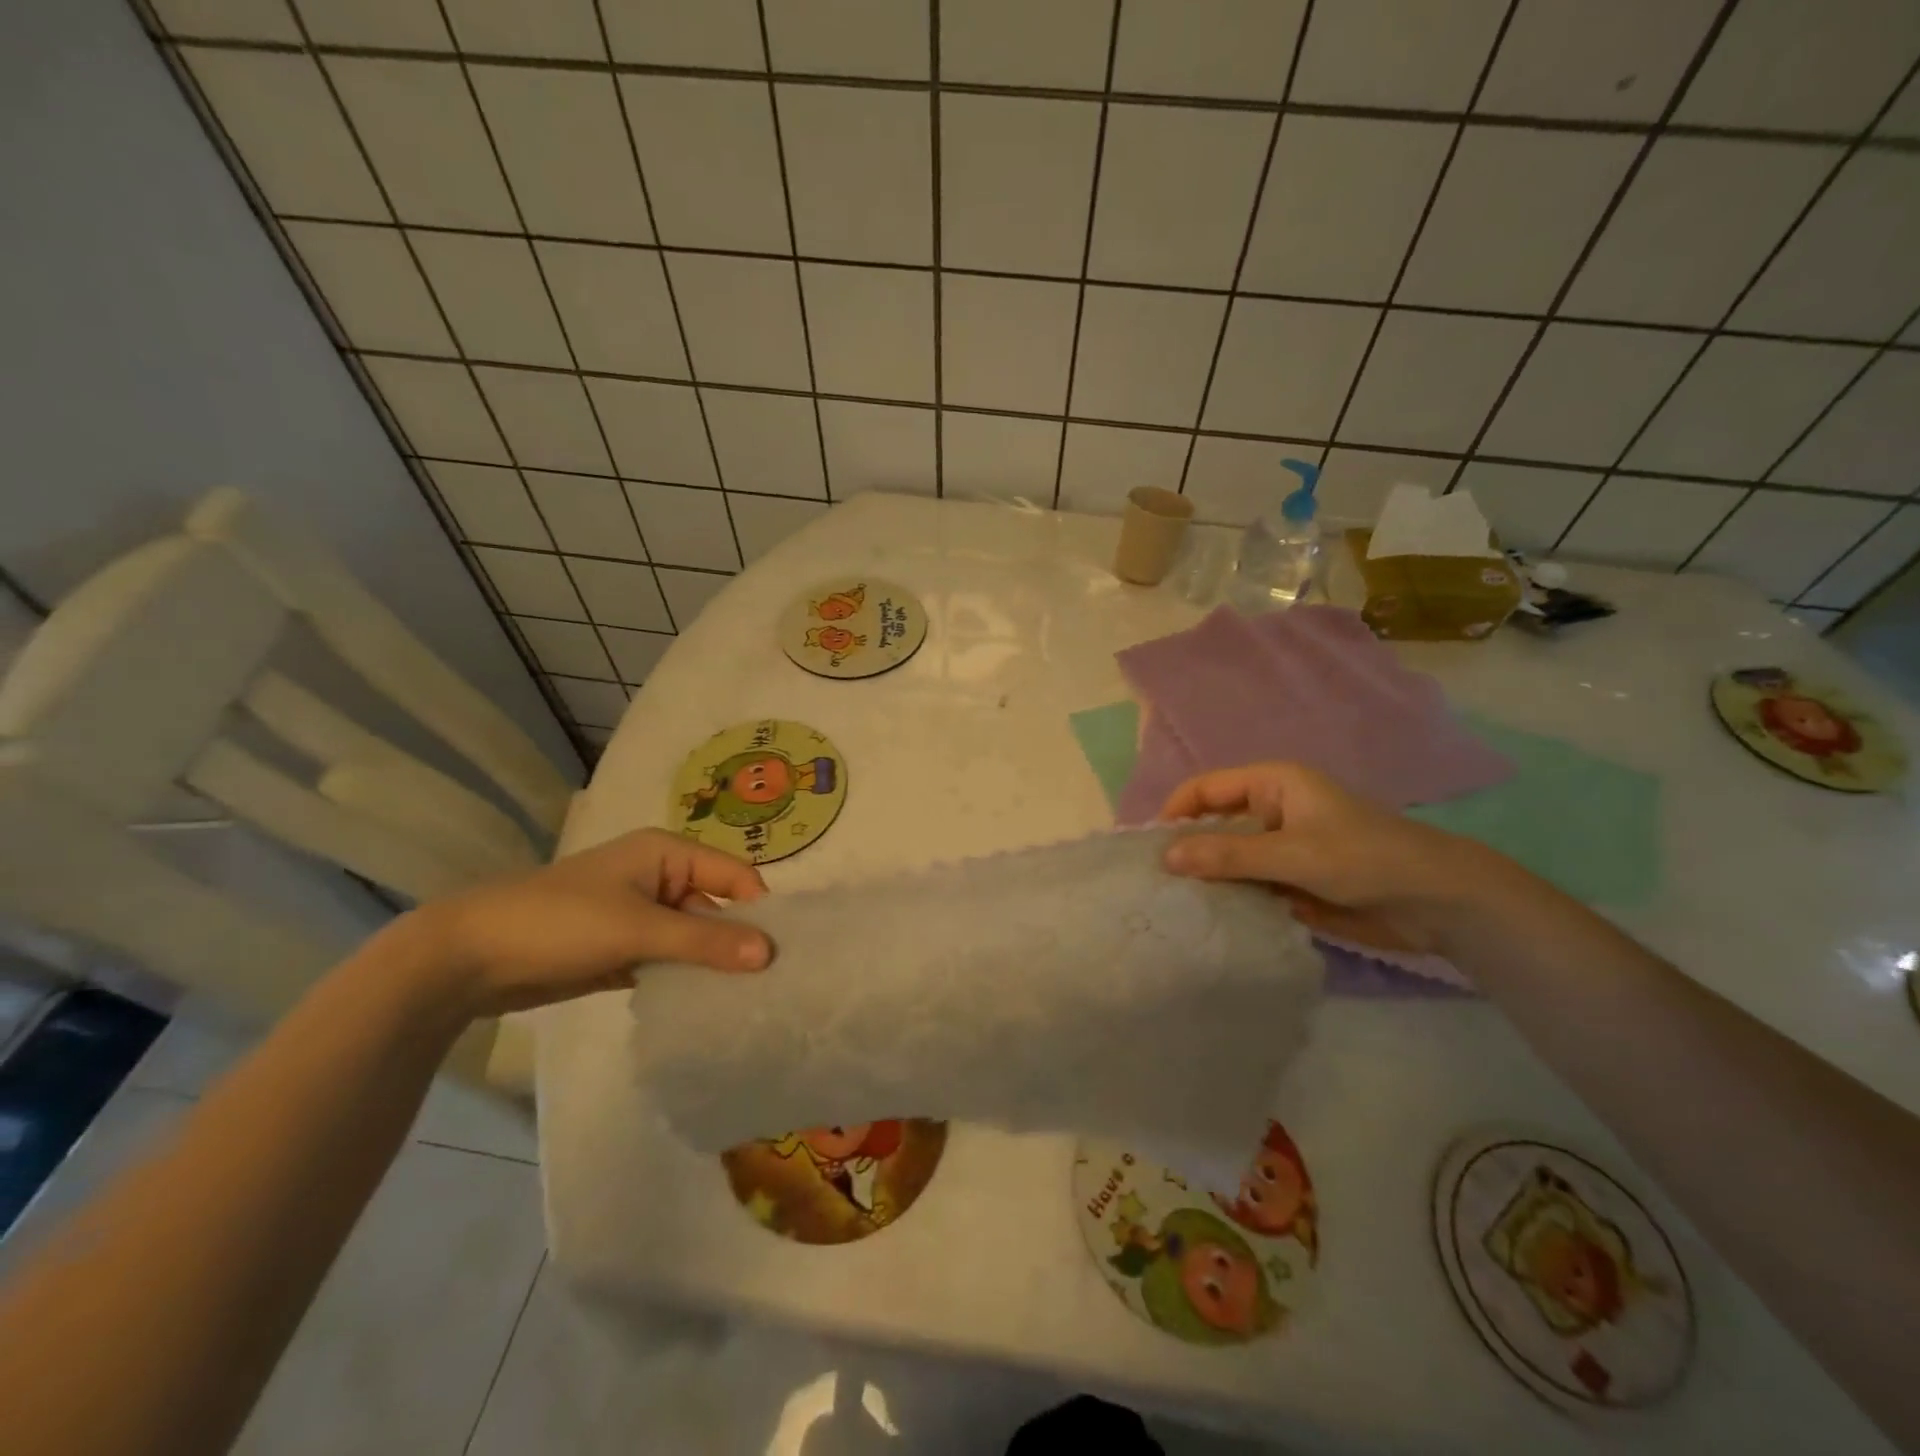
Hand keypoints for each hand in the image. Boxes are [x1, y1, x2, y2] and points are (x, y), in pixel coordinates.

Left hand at [407, 829, 771, 1016]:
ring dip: (711, 964)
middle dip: (737, 942)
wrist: (467, 957)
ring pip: (693, 938)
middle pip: (716, 908)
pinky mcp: (622, 949)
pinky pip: (668, 960)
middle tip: (771, 984)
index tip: (783, 952)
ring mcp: (640, 915)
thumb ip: (705, 940)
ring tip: (747, 1000)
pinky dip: (684, 979)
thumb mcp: (638, 928)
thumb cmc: (560, 922)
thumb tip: (770, 953)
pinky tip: (706, 1006)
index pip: (734, 875)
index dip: (759, 908)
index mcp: (667, 853)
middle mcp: (660, 878)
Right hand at [1158, 763, 1486, 947]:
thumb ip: (1229, 856)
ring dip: (1207, 879)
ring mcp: (1281, 848)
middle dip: (1187, 850)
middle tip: (1154, 883)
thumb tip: (1166, 857)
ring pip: (1229, 858)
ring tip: (1172, 905)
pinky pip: (1248, 885)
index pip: (1205, 789)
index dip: (1174, 813)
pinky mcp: (1292, 880)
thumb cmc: (1365, 859)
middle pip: (1213, 824)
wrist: (1439, 902)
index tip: (1146, 848)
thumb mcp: (1293, 854)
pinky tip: (1208, 919)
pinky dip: (1230, 898)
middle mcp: (1271, 810)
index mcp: (1272, 784)